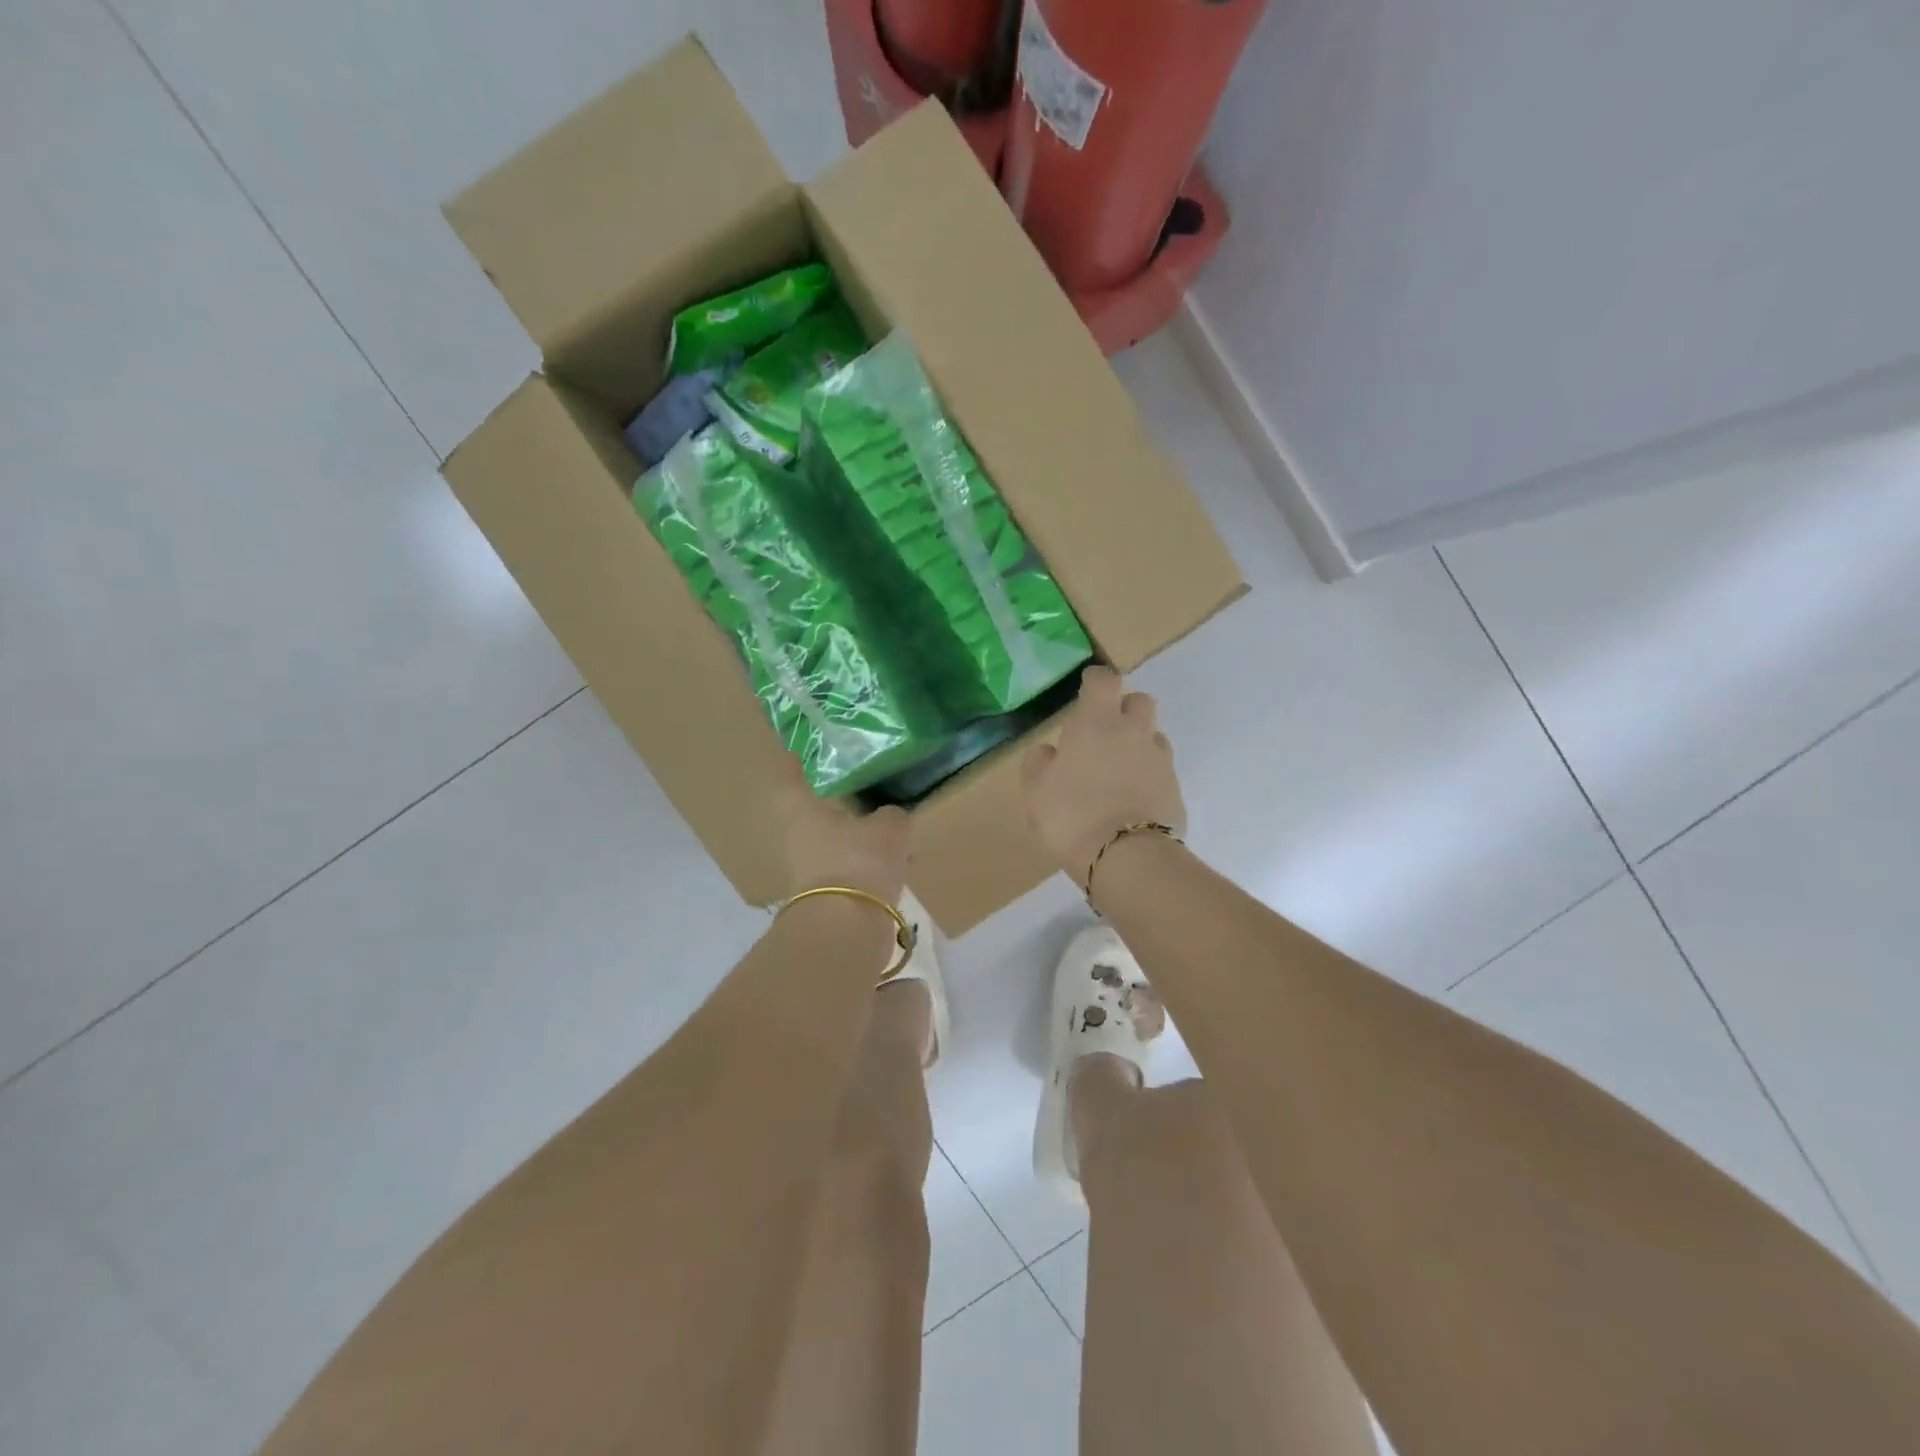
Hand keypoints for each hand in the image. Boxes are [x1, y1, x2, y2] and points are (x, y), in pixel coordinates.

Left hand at [776, 756, 910, 905]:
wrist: (846, 929)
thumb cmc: (858, 862)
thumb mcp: (889, 830)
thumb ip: (892, 816)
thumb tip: (892, 815)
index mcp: (801, 810)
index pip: (792, 776)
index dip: (796, 762)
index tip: (803, 750)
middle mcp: (795, 837)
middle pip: (811, 811)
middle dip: (833, 801)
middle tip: (859, 786)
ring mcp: (806, 869)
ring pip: (831, 841)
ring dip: (852, 835)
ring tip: (884, 825)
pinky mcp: (824, 896)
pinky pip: (846, 867)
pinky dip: (864, 862)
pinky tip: (890, 860)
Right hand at [1022, 666, 1185, 889]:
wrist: (1125, 857)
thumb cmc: (1070, 815)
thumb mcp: (1035, 790)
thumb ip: (1039, 763)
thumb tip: (1050, 751)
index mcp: (1097, 722)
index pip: (1103, 680)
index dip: (1095, 681)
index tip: (1087, 689)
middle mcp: (1133, 732)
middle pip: (1140, 701)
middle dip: (1125, 708)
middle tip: (1105, 730)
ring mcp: (1159, 760)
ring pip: (1154, 736)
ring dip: (1139, 743)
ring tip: (1120, 769)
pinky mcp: (1175, 789)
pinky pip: (1162, 770)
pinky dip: (1149, 776)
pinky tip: (1133, 798)